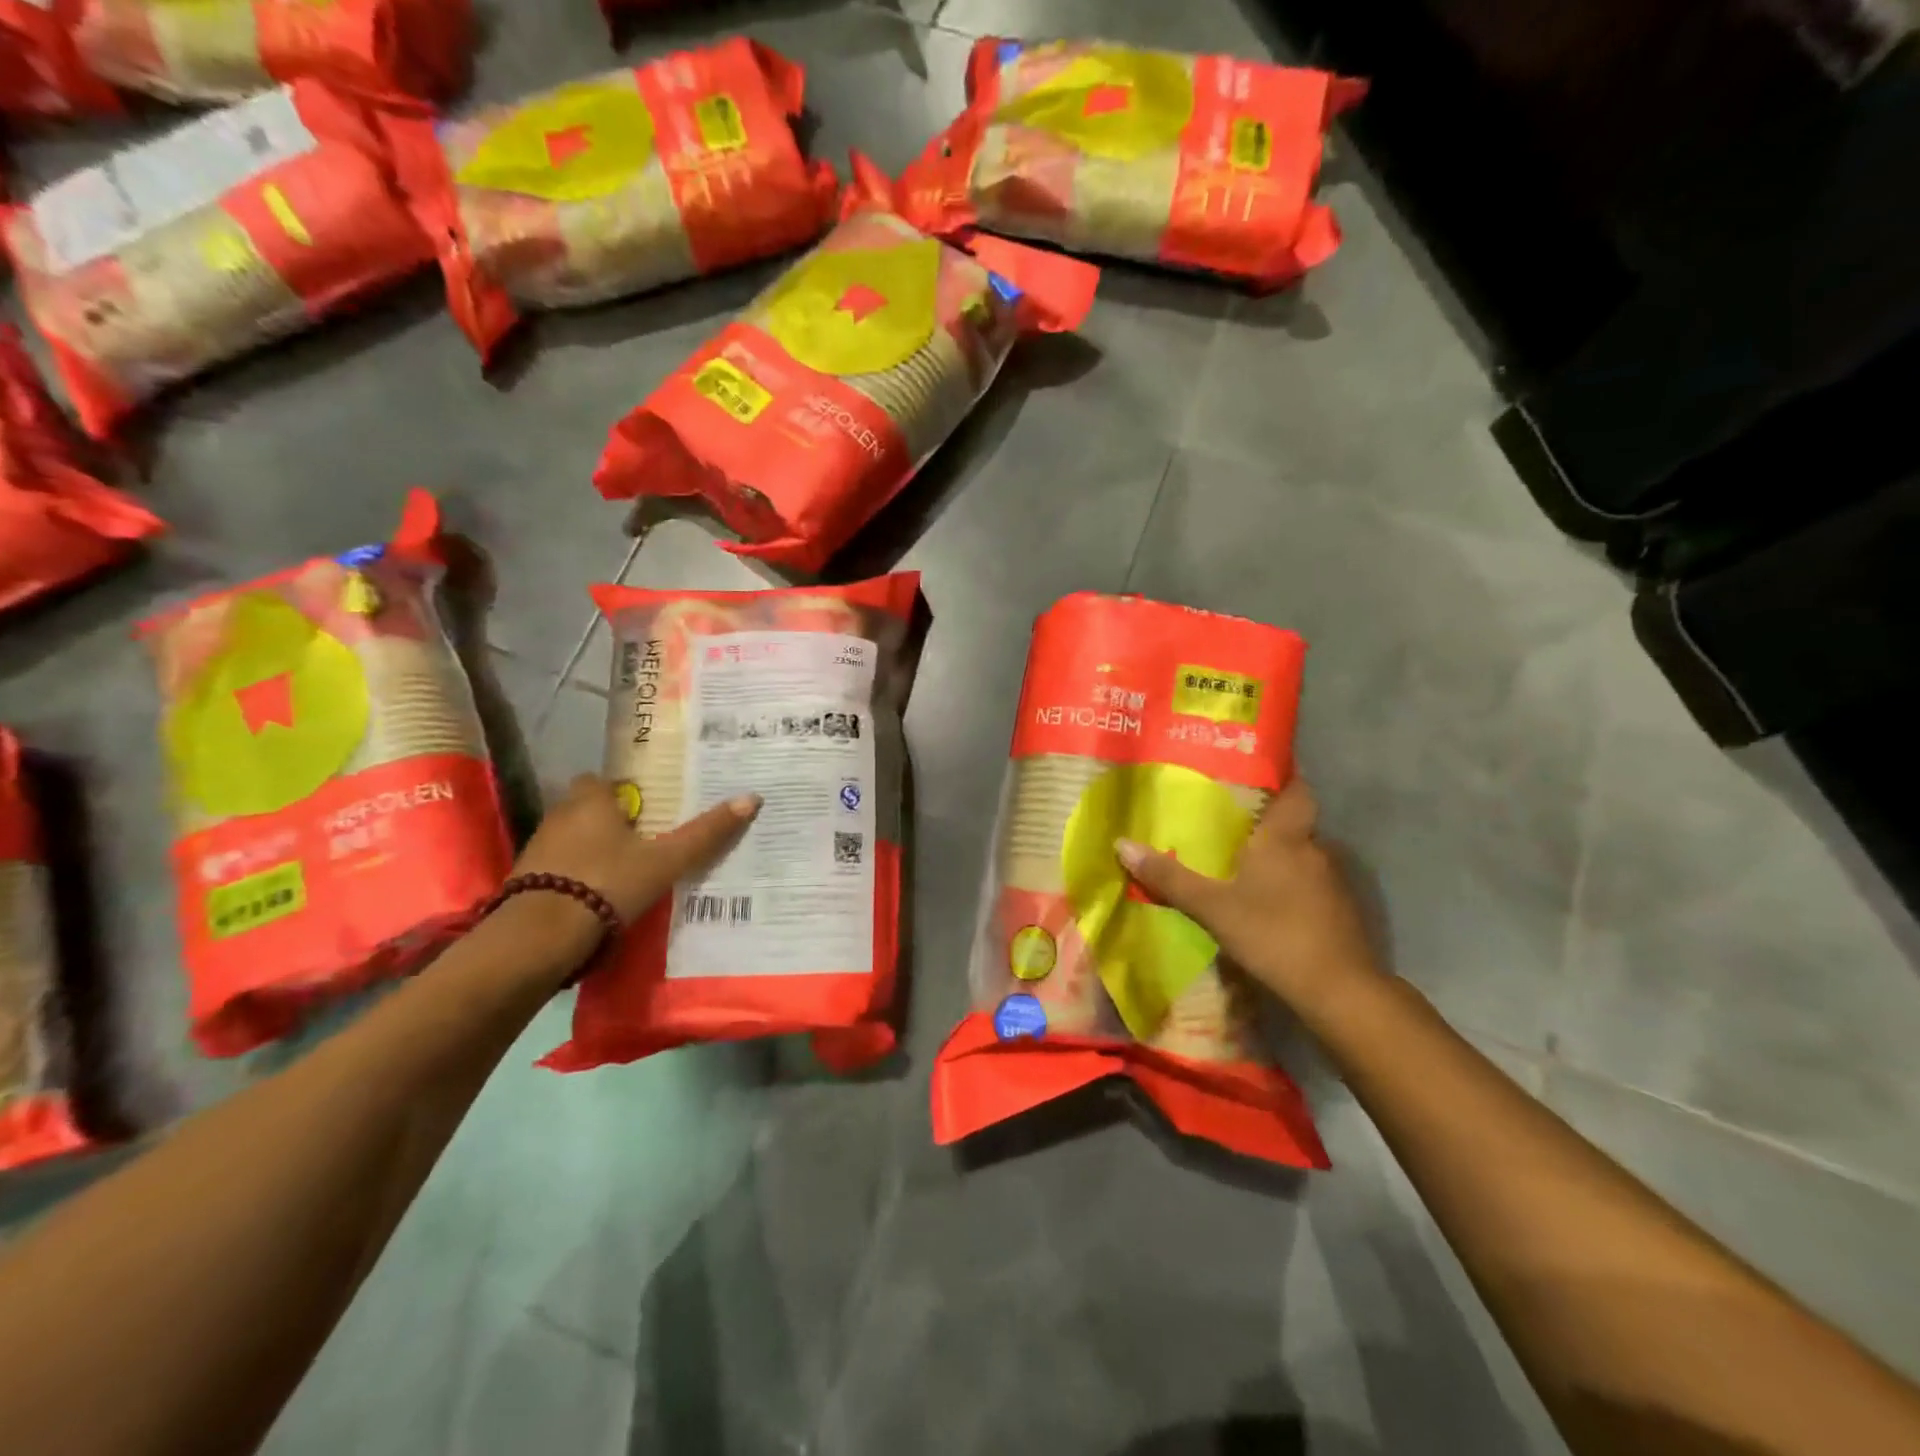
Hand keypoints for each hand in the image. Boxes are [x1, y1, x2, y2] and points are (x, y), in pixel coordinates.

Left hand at [514, 774, 759, 924]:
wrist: (539, 938)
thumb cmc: (607, 884)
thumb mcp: (666, 861)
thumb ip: (706, 833)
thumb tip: (752, 798)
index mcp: (590, 801)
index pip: (602, 780)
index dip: (623, 792)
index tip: (648, 809)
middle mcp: (559, 815)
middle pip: (587, 808)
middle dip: (610, 820)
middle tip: (644, 840)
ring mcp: (538, 848)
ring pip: (571, 837)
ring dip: (592, 848)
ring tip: (626, 869)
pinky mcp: (525, 881)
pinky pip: (558, 866)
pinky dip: (576, 874)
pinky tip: (598, 894)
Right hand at [1116, 778, 1382, 1021]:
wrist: (1339, 991)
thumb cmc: (1273, 933)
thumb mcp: (1212, 907)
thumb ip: (1169, 878)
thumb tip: (1121, 844)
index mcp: (1286, 837)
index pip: (1296, 789)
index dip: (1281, 777)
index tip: (1254, 773)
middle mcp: (1314, 849)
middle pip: (1293, 823)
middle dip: (1265, 822)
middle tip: (1227, 823)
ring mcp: (1332, 882)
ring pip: (1301, 856)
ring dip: (1277, 858)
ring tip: (1240, 864)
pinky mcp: (1340, 912)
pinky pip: (1309, 884)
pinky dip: (1289, 886)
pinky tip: (1266, 903)